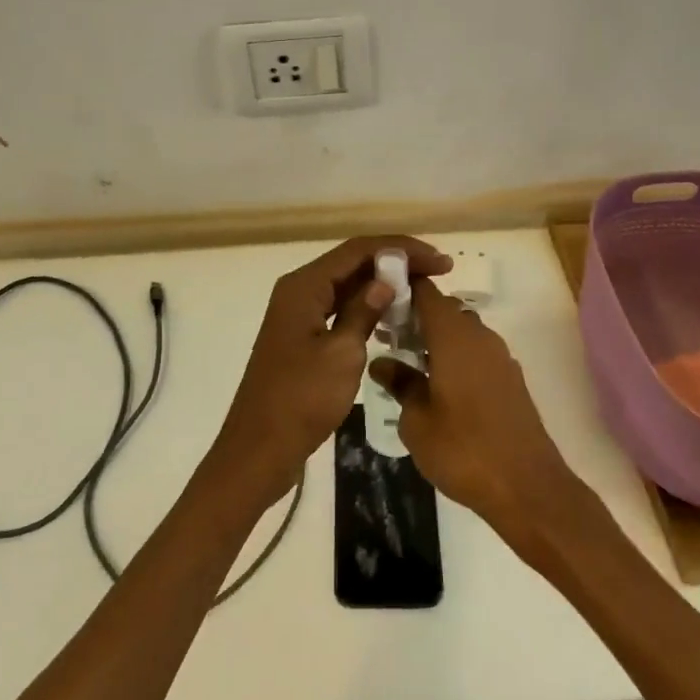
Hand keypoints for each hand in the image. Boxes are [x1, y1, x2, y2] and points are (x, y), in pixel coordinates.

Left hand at [213, 236, 451, 509]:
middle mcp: (299, 291)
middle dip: (395, 263)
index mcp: (304, 286)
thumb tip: (386, 281)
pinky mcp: (303, 337)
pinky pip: (340, 308)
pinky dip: (368, 307)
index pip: (358, 250)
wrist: (259, 450)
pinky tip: (393, 317)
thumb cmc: (300, 400)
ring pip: (347, 285)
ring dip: (383, 284)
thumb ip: (364, 311)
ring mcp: (300, 315)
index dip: (401, 249)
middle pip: (352, 262)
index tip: (440, 261)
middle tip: (438, 272)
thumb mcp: (341, 354)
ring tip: (423, 290)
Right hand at [370, 283, 580, 540]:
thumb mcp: (417, 421)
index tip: (379, 299)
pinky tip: (438, 386)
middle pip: (444, 310)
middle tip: (388, 337)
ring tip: (408, 363)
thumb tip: (382, 362)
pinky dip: (455, 358)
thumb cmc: (463, 450)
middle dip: (416, 317)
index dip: (403, 288)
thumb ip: (400, 384)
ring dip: (436, 339)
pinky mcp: (511, 379)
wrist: (528, 488)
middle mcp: (479, 336)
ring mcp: (499, 357)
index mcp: (453, 335)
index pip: (426, 292)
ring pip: (462, 332)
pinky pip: (476, 353)